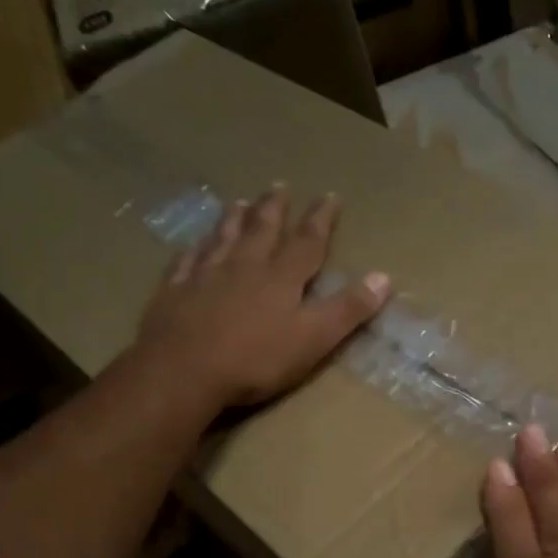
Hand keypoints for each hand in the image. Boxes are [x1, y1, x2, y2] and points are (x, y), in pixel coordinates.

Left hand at [132, 186, 389, 412]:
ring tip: (239, 201)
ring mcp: (205, 276)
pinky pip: (186, 261)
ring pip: (223, 238)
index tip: (329, 196)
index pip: (307, 242)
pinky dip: (194, 249)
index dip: (321, 219)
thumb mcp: (313, 339)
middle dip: (274, 208)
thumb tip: (383, 277)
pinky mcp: (173, 292)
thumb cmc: (255, 359)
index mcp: (281, 278)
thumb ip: (347, 310)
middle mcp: (243, 266)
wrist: (183, 371)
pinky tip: (193, 245)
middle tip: (279, 185)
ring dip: (234, 219)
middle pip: (261, 230)